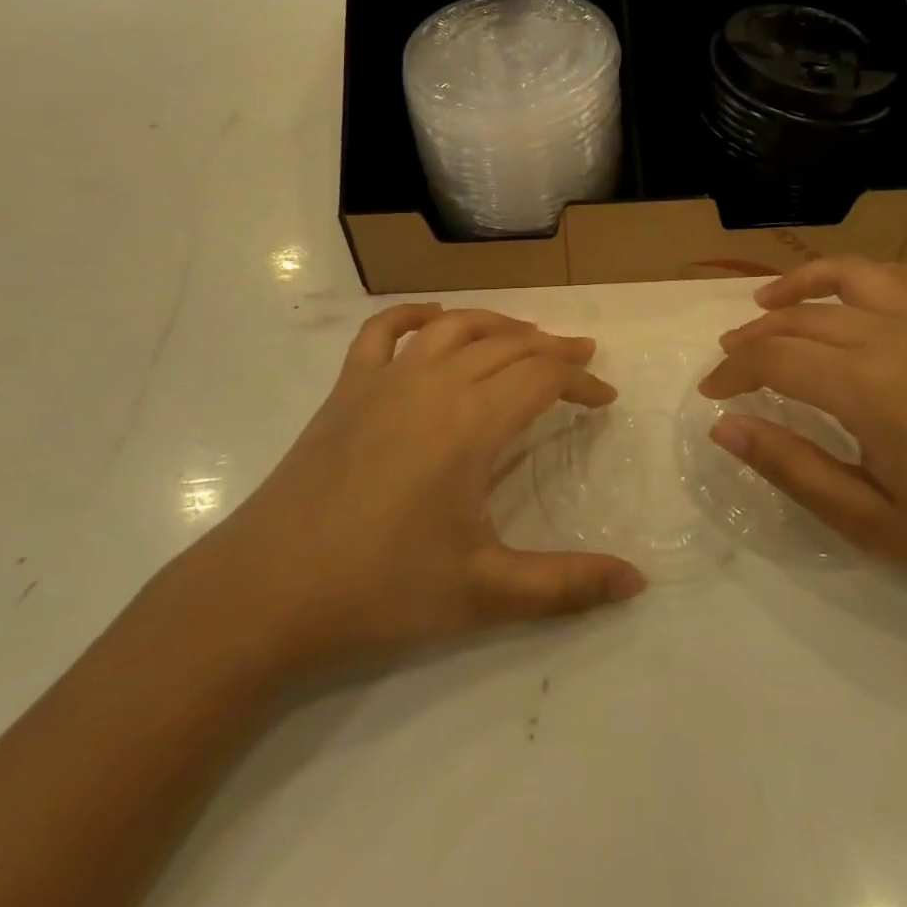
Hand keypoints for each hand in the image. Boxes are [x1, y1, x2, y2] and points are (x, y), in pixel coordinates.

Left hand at [185, 304, 646, 678]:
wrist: (268, 590)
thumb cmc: (381, 588)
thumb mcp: (485, 592)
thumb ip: (567, 585)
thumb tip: (638, 583)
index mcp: (471, 422)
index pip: (542, 379)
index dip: (581, 383)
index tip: (606, 398)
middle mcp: (434, 382)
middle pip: (506, 345)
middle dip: (551, 349)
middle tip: (580, 360)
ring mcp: (384, 379)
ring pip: (453, 326)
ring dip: (497, 324)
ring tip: (525, 336)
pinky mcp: (346, 388)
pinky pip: (383, 331)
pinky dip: (415, 314)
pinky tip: (434, 318)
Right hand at [700, 259, 906, 632]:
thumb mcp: (869, 521)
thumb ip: (790, 466)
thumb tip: (724, 427)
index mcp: (872, 388)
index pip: (777, 360)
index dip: (734, 372)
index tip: (711, 394)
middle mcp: (898, 338)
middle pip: (804, 320)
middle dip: (755, 338)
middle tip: (727, 363)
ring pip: (851, 278)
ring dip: (802, 286)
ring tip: (768, 303)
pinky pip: (904, 280)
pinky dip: (863, 276)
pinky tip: (849, 298)